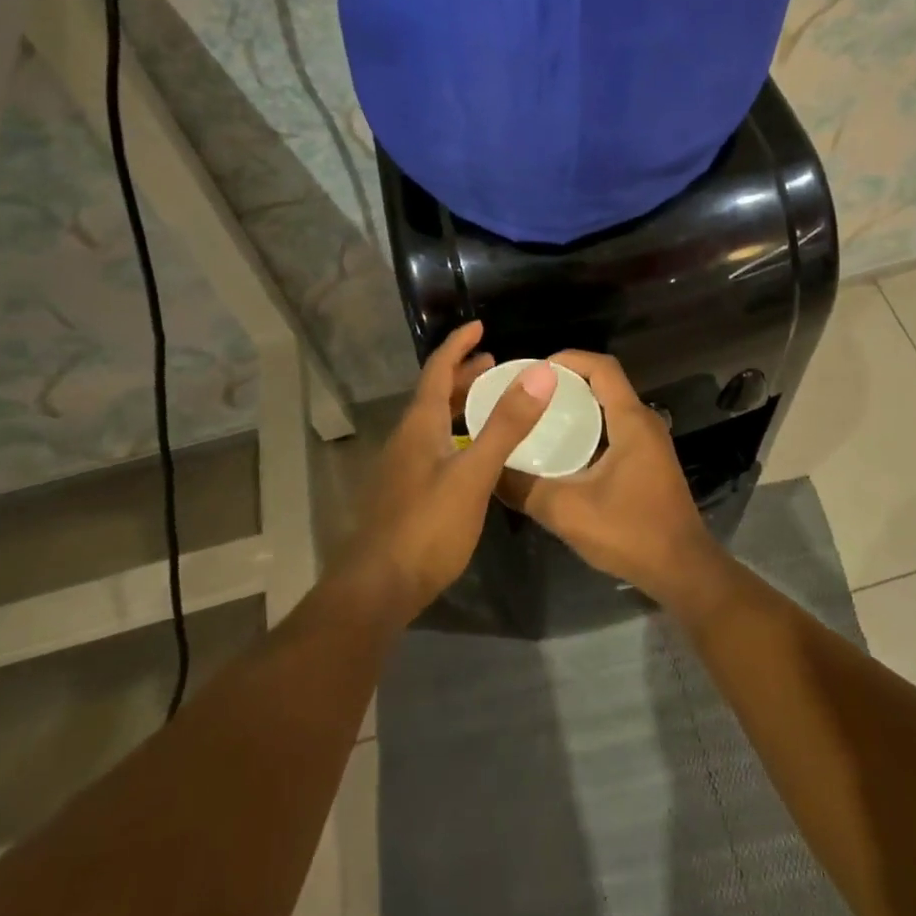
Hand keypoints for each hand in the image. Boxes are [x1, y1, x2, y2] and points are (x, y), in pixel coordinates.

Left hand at [343, 321, 556, 618]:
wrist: (375, 589)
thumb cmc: (426, 526)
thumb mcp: (473, 473)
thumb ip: (506, 425)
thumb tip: (540, 374)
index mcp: (419, 424)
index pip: (438, 369)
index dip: (458, 344)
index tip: (480, 325)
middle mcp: (407, 438)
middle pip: (435, 394)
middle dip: (463, 374)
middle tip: (495, 363)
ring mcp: (402, 468)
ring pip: (434, 422)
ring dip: (460, 405)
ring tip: (490, 403)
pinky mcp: (405, 495)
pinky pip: (434, 446)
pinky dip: (457, 434)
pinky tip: (474, 456)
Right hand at [496, 350, 724, 605]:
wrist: (683, 571)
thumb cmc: (631, 533)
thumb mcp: (568, 512)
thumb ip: (525, 489)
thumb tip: (490, 470)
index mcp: (631, 421)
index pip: (602, 367)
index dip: (569, 358)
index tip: (534, 369)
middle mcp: (644, 422)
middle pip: (604, 383)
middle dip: (566, 382)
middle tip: (528, 394)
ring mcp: (650, 443)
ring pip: (609, 408)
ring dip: (577, 406)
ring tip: (538, 417)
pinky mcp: (648, 462)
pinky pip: (614, 429)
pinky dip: (588, 428)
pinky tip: (562, 450)